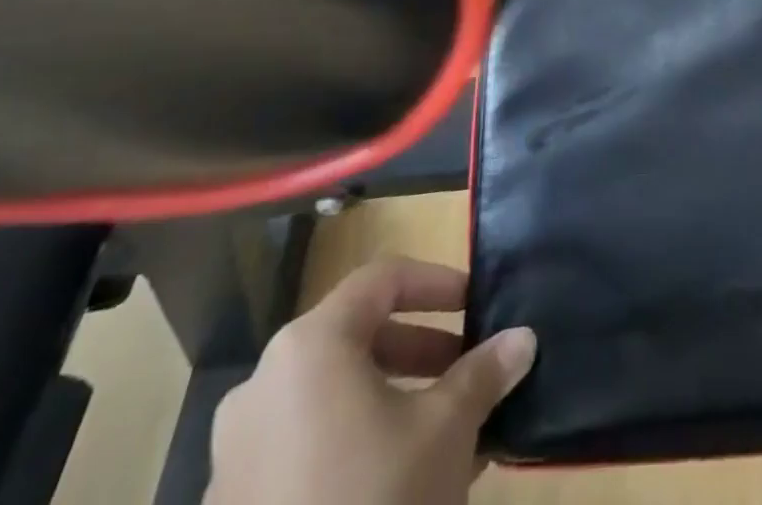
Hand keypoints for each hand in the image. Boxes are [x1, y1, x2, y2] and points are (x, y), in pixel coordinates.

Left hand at [206, 257, 536, 504]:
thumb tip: (523, 338)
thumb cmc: (376, 503)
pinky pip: (307, 447)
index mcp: (310, 347)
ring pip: (334, 396)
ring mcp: (238, 452)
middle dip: (421, 349)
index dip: (437, 282)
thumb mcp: (446, 430)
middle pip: (356, 336)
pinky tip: (405, 481)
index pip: (383, 279)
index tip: (477, 304)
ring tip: (448, 429)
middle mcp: (263, 385)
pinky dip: (357, 443)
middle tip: (468, 368)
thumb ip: (483, 373)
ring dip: (394, 398)